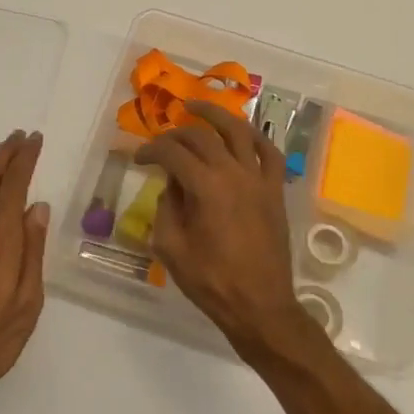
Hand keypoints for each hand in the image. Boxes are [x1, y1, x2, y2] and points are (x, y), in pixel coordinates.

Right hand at [135, 102, 314, 358]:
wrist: (260, 305)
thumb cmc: (211, 282)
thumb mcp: (171, 247)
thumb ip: (166, 207)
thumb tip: (172, 185)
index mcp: (206, 188)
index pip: (173, 153)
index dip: (151, 150)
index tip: (138, 158)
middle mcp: (234, 173)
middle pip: (202, 136)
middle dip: (176, 134)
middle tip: (161, 142)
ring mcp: (259, 179)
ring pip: (239, 132)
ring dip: (216, 116)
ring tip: (197, 108)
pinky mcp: (275, 190)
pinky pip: (269, 153)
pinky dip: (255, 137)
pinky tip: (242, 133)